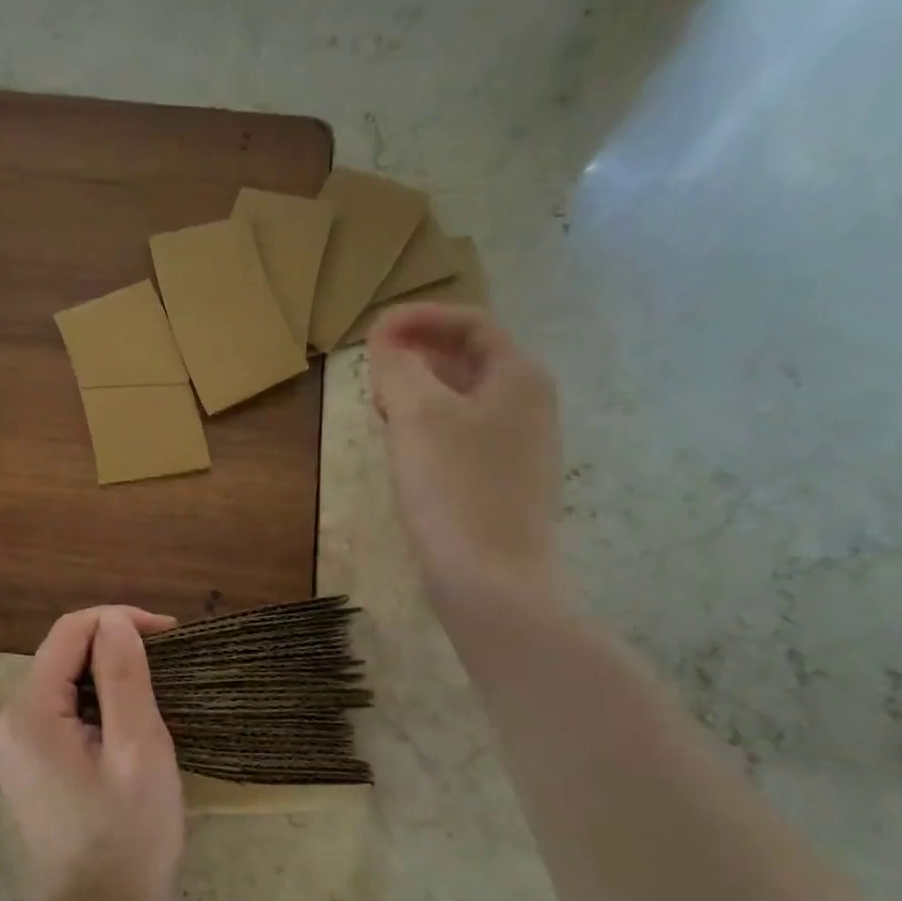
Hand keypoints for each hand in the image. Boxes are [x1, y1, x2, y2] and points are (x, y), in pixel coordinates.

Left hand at [0, 606, 183, 900]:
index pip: (70, 632)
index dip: (119, 620)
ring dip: (107, 675)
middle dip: (114, 647)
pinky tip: (125, 722)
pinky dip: (94, 703)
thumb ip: (124, 677)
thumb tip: (114, 623)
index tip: (169, 634)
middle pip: (62, 655)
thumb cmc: (128, 834)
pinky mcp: (25, 765)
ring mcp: (11, 746)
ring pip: (62, 682)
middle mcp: (7, 721)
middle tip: (167, 665)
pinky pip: (59, 711)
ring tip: (154, 690)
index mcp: (28, 712)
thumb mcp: (138, 749)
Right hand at [367, 304, 568, 625]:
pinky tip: (403, 450)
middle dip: (416, 356)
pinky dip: (429, 428)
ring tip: (380, 408)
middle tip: (372, 374)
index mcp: (519, 377)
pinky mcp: (502, 483)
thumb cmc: (455, 488)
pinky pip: (462, 436)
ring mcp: (519, 448)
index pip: (470, 324)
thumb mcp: (417, 414)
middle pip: (468, 359)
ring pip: (462, 400)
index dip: (419, 319)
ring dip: (419, 393)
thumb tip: (387, 342)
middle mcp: (529, 405)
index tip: (373, 333)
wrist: (491, 581)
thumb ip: (398, 366)